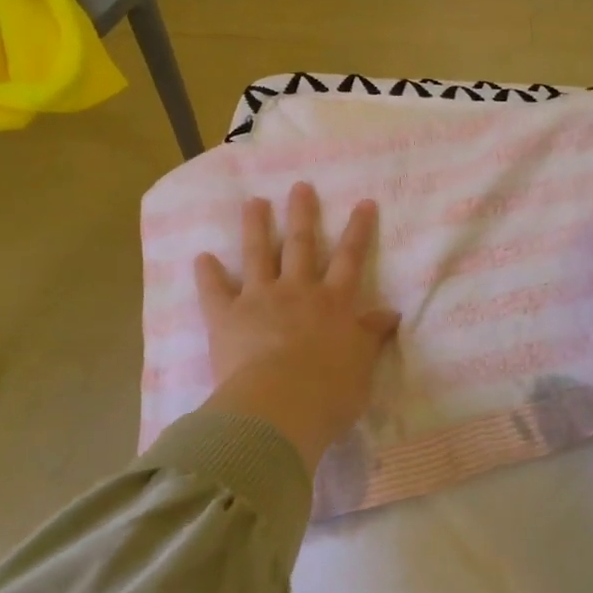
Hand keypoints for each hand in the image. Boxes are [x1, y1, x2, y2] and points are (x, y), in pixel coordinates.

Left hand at [194, 183, 399, 469]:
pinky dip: (207, 274)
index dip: (358, 230)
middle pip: (301, 246)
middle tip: (300, 186)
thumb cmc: (328, 391)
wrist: (279, 406)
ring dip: (256, 226)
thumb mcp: (362, 365)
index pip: (350, 259)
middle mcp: (297, 291)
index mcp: (333, 303)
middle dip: (302, 214)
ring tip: (254, 202)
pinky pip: (214, 291)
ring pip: (257, 255)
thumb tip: (390, 313)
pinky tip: (202, 257)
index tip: (363, 202)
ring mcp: (259, 299)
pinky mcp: (226, 317)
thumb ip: (372, 336)